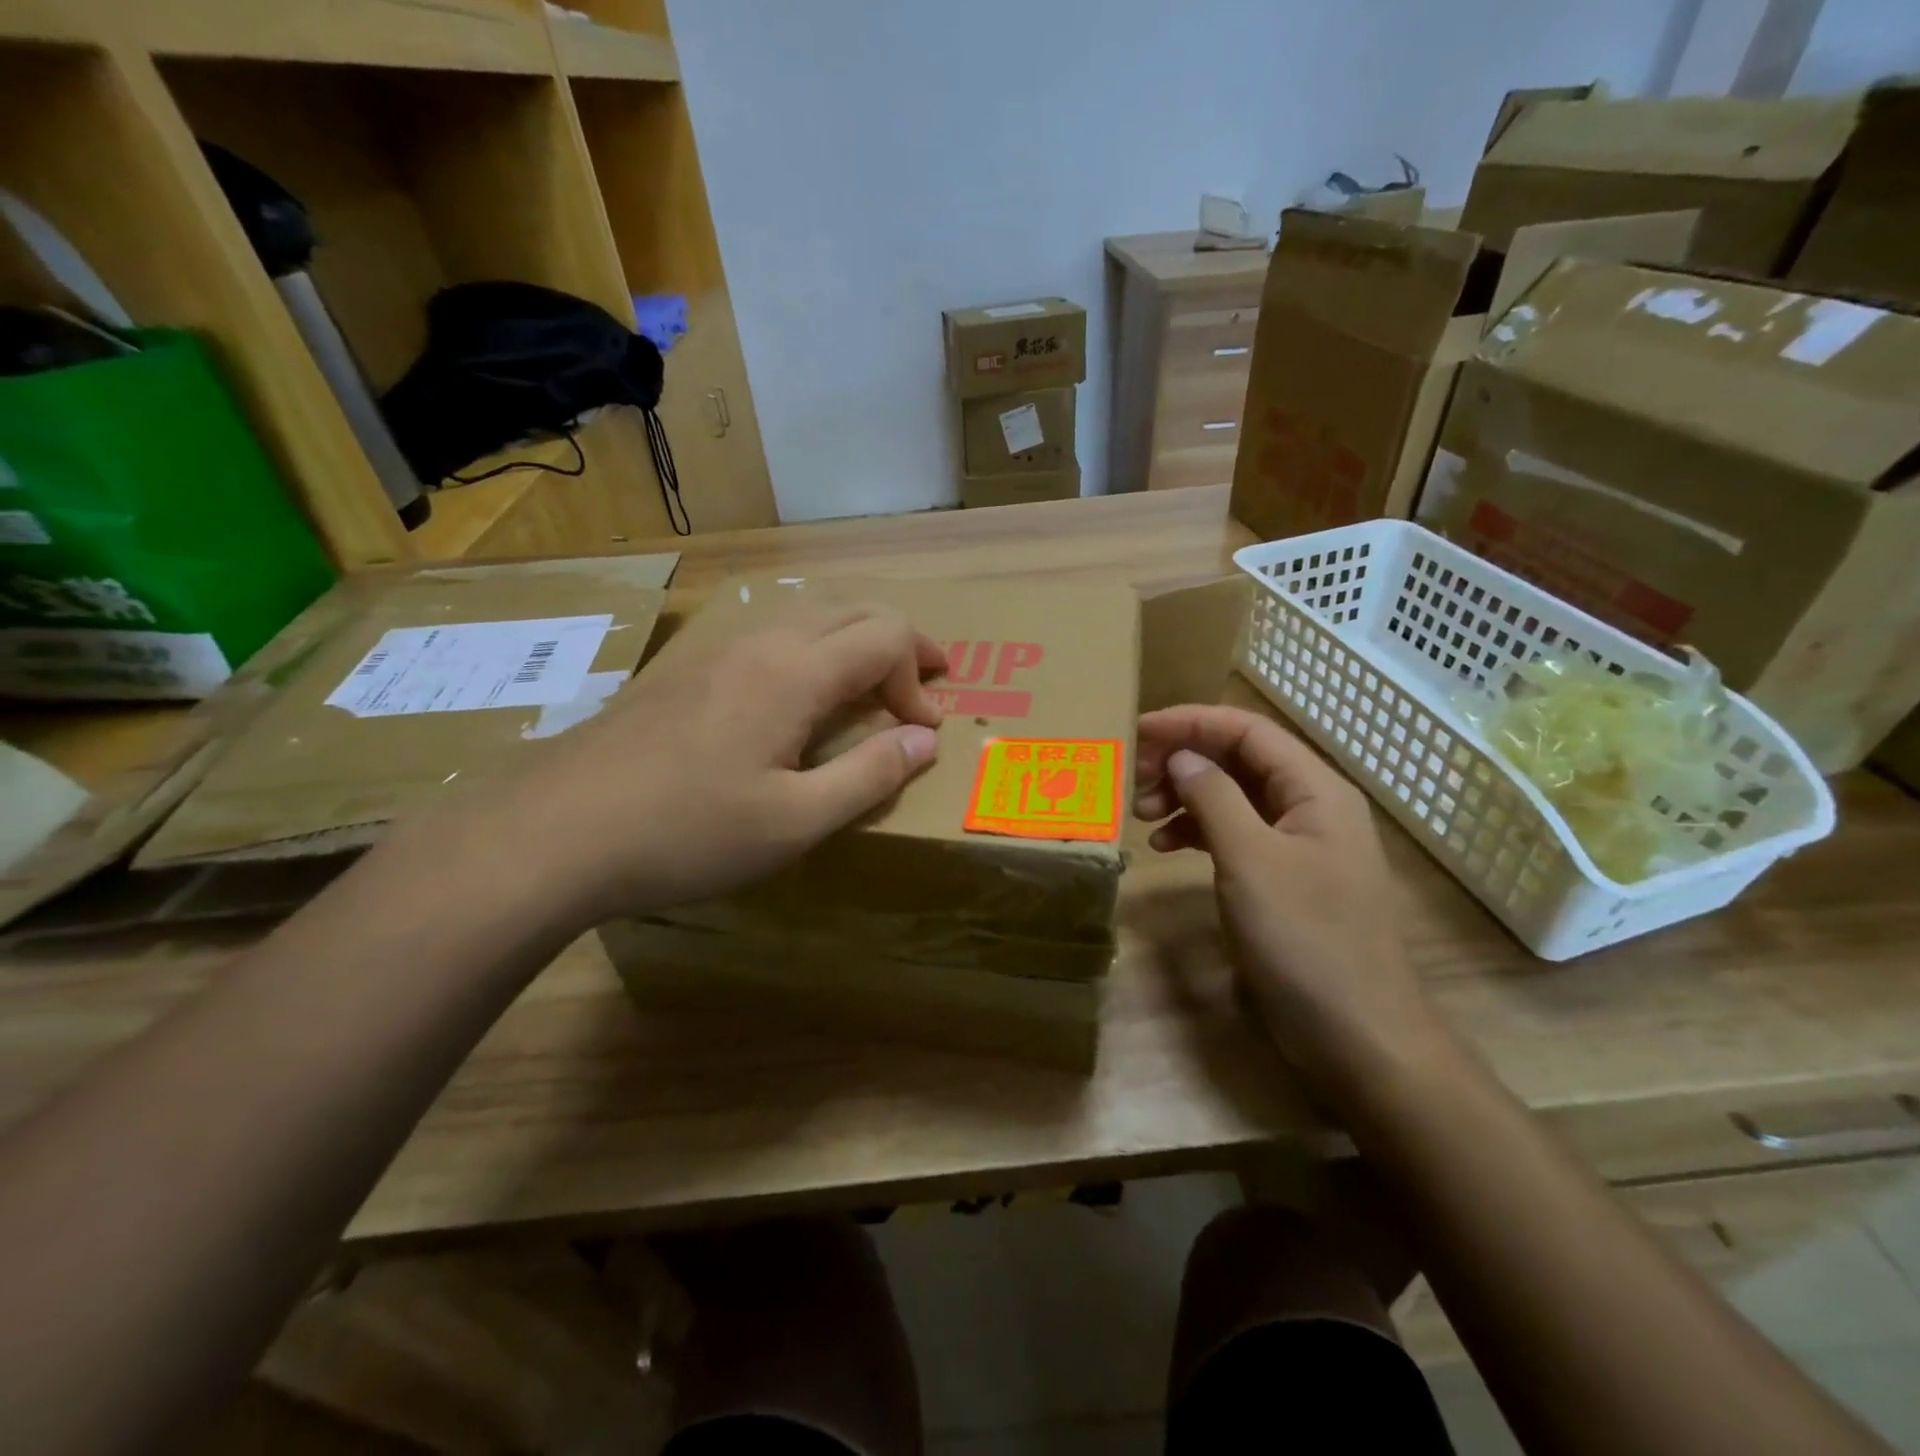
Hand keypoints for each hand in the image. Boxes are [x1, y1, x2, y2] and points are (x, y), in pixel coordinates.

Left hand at [437, 601, 944, 929]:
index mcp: (794, 673)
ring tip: (869, 686)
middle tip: (924, 682)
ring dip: (853, 642)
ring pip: (807, 616)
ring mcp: (715, 651)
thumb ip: (869, 775)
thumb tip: (925, 740)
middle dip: (901, 641)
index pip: (886, 636)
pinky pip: (768, 636)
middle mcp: (760, 643)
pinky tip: (796, 697)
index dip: (918, 675)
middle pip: (851, 610)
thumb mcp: (795, 822)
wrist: (554, 833)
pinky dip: (810, 651)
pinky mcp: (683, 671)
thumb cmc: (687, 833)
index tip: (922, 729)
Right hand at [1134, 705, 1441, 1095]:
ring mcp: (1297, 845)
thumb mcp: (1251, 860)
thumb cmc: (1306, 939)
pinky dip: (1197, 833)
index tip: (1137, 730)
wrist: (1358, 1035)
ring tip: (1141, 815)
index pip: (1247, 731)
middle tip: (1132, 778)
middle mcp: (1309, 806)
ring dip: (1185, 797)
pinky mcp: (1282, 880)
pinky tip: (1165, 848)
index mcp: (1315, 789)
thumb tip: (1182, 756)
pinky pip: (1234, 835)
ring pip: (1232, 798)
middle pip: (1238, 761)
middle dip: (1183, 761)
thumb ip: (1215, 797)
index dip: (1190, 723)